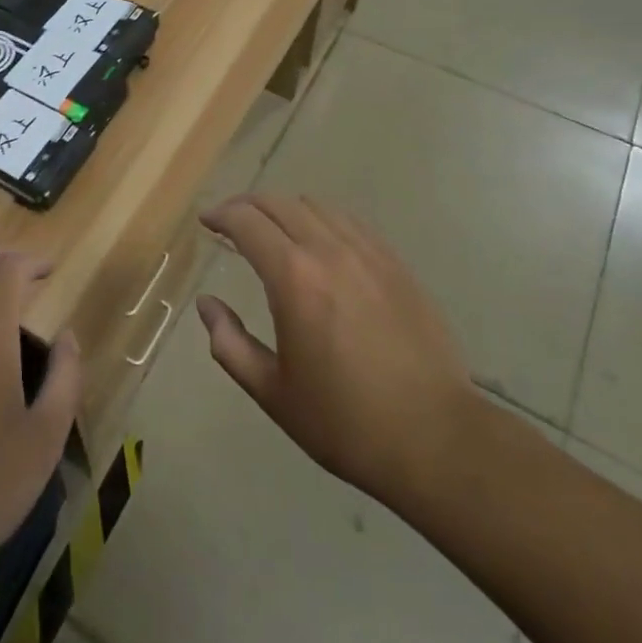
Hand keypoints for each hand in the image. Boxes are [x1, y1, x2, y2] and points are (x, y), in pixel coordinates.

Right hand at [196, 193, 485, 517]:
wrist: (435, 438)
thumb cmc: (345, 421)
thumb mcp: (273, 393)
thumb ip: (230, 344)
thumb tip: (206, 305)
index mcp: (293, 277)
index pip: (247, 222)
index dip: (221, 215)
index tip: (206, 221)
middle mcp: (328, 250)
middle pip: (279, 204)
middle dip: (248, 205)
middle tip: (231, 222)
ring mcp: (368, 253)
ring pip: (316, 206)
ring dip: (286, 210)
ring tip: (274, 231)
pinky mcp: (396, 264)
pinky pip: (351, 223)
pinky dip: (323, 220)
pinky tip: (321, 244)